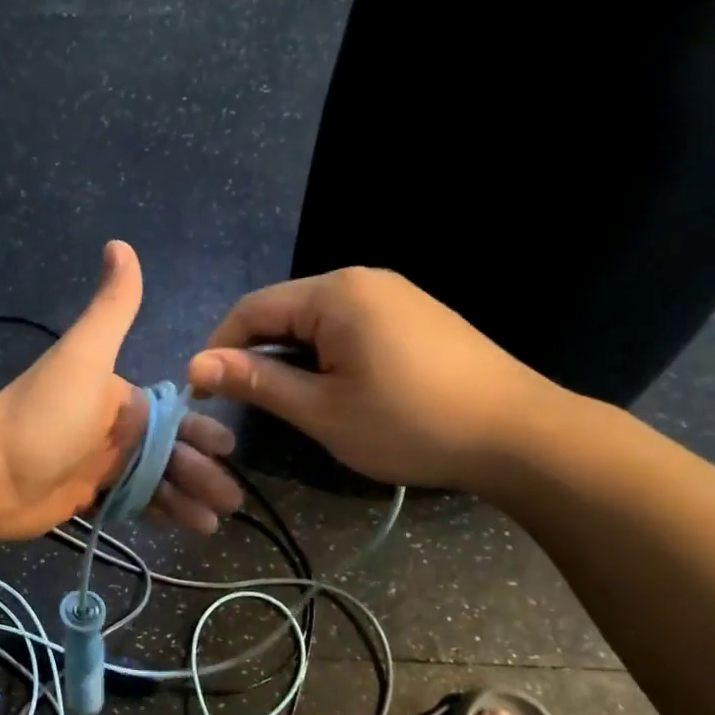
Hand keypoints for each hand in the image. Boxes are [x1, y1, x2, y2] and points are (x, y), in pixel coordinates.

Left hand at [0, 241, 242, 539]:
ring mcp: (99, 464)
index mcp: (116, 395)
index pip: (172, 414)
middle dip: (202, 471)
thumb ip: (111, 308)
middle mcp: (112, 428)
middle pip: (168, 450)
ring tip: (217, 522)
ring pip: (156, 480)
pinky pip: (135, 504)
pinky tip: (189, 527)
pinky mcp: (87, 497)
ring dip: (188, 497)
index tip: (229, 450)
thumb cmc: (43, 416)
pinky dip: (162, 514)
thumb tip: (120, 244)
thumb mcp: (83, 356)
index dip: (201, 431)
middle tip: (234, 500)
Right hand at [187, 268, 564, 491]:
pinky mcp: (414, 314)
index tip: (204, 394)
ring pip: (315, 320)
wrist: (519, 435)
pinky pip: (348, 325)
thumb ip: (256, 381)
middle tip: (243, 403)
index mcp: (334, 294)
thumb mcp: (322, 410)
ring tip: (285, 400)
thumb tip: (195, 365)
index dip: (219, 350)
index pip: (251, 310)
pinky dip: (324, 353)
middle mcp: (361, 279)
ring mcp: (393, 294)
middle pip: (283, 310)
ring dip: (289, 356)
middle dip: (254, 353)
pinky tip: (332, 387)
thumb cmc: (409, 424)